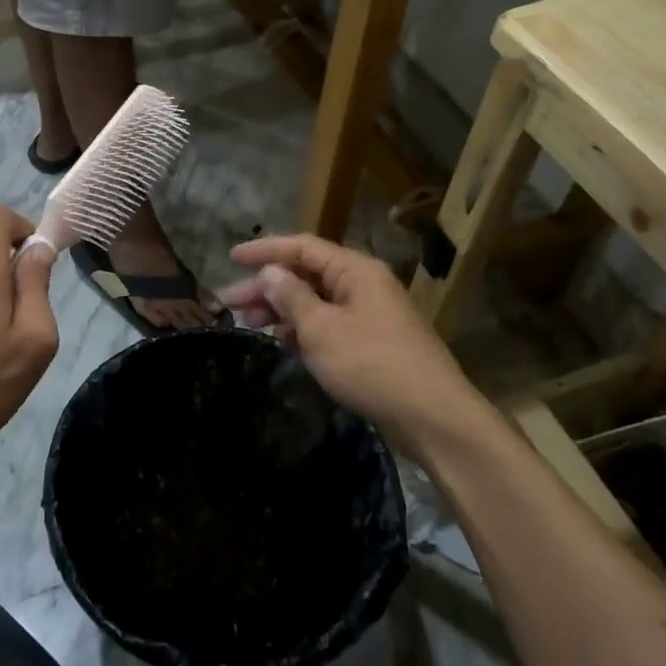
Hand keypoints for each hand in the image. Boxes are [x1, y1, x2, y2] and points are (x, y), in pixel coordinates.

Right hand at [219, 234, 477, 457]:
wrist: (434, 417)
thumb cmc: (372, 365)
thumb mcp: (322, 330)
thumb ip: (291, 297)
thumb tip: (270, 272)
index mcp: (355, 271)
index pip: (302, 247)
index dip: (265, 249)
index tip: (231, 257)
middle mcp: (364, 285)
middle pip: (307, 275)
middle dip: (268, 286)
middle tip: (231, 303)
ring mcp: (371, 314)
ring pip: (317, 302)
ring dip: (283, 309)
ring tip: (250, 323)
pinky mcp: (373, 343)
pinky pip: (330, 324)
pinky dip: (304, 330)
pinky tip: (283, 343)